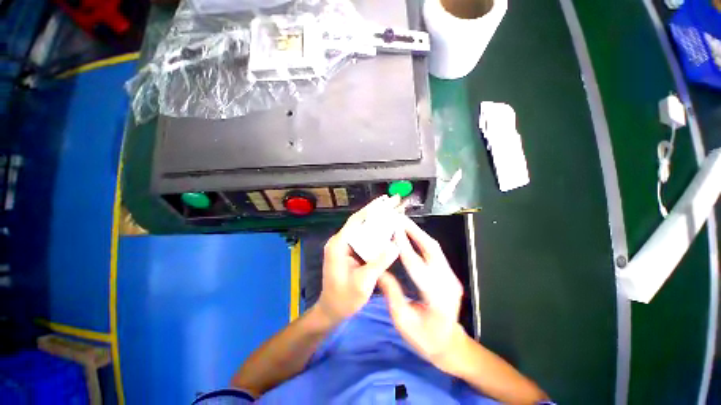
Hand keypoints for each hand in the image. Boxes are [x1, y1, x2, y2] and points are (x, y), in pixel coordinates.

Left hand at [316, 196, 400, 324]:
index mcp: (338, 245)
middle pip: (361, 222)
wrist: (332, 311)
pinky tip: (388, 227)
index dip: (371, 209)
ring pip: (364, 229)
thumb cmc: (344, 298)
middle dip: (378, 211)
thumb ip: (378, 263)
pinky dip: (377, 232)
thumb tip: (396, 245)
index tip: (385, 200)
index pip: (356, 221)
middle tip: (395, 201)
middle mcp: (341, 241)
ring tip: (394, 210)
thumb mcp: (363, 283)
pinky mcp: (350, 252)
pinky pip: (365, 238)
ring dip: (379, 220)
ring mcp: (345, 246)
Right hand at [378, 216, 467, 372]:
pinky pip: (434, 252)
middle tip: (399, 218)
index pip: (416, 265)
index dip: (404, 245)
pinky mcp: (448, 274)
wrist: (449, 344)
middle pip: (431, 249)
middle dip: (414, 231)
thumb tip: (379, 271)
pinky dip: (422, 240)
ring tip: (403, 222)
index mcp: (436, 297)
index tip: (394, 229)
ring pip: (434, 247)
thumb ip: (391, 293)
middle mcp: (447, 282)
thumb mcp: (403, 321)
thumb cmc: (424, 339)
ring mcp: (450, 276)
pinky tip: (411, 234)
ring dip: (418, 233)